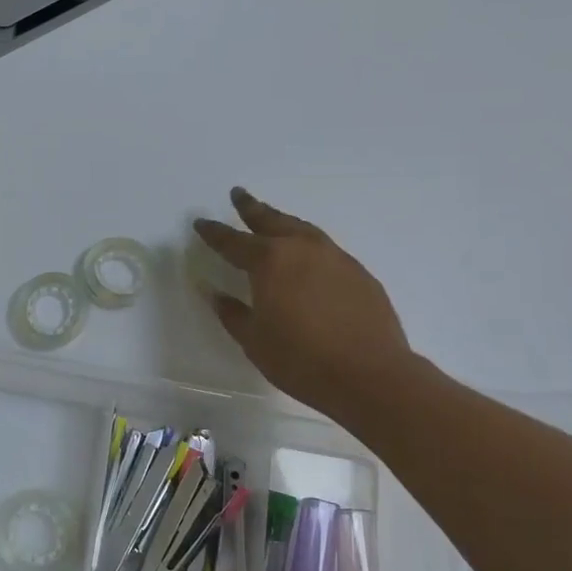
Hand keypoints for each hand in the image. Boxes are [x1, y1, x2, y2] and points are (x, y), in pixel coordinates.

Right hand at [194, 187, 421, 420]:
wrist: (371, 376)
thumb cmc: (301, 359)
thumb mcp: (254, 340)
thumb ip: (231, 312)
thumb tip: (212, 291)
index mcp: (270, 261)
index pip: (233, 241)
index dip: (214, 232)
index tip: (200, 222)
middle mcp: (302, 249)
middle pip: (271, 220)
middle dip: (251, 208)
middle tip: (238, 194)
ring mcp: (335, 258)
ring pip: (302, 229)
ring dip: (283, 221)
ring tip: (273, 218)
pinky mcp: (359, 273)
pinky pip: (326, 249)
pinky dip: (308, 244)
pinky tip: (308, 257)